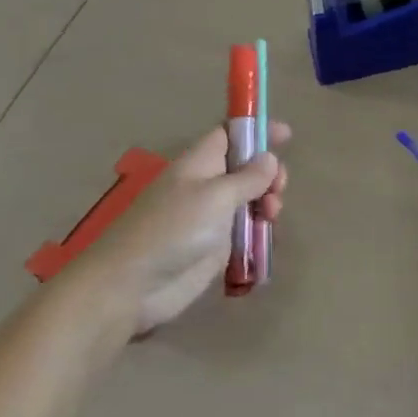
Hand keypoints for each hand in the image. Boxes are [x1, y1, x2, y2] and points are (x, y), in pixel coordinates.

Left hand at [66, 121, 289, 339]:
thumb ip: (247, 177)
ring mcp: (209, 217)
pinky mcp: (213, 247)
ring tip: (271, 216)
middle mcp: (205, 185)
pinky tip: (265, 237)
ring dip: (267, 202)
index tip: (286, 134)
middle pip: (245, 167)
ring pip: (249, 199)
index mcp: (199, 163)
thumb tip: (269, 158)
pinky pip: (244, 230)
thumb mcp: (216, 196)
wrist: (131, 287)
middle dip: (268, 173)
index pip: (230, 133)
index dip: (255, 129)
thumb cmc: (173, 230)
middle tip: (279, 188)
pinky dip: (259, 230)